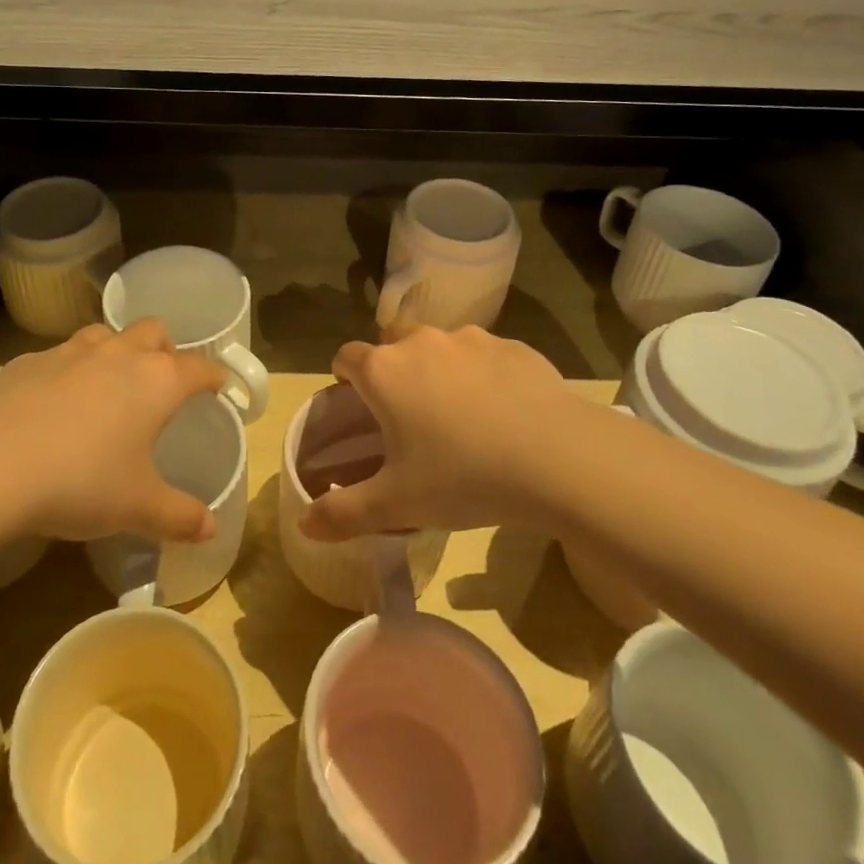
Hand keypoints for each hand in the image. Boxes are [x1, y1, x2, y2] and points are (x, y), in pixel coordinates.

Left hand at [0, 321, 229, 543]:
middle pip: (154, 331)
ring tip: (109, 385)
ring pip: (106, 334)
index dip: (215, 376)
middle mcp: (119, 354)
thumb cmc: (82, 482)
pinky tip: (54, 403)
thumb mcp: (137, 508)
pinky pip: (59, 355)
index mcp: (157, 381)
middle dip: (165, 349)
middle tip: (160, 381)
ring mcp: (71, 351)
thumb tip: (211, 529)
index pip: (200, 367)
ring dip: (116, 351)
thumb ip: (179, 516)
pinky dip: (68, 370)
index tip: (220, 386)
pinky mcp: (28, 360)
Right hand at [303, 325, 604, 540]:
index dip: (345, 378)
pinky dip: (484, 374)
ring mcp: (470, 339)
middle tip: (408, 413)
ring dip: (438, 368)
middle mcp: (422, 342)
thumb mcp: (397, 504)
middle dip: (392, 367)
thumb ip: (344, 513)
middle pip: (391, 341)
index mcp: (385, 371)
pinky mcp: (513, 346)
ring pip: (440, 345)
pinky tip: (503, 412)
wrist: (558, 458)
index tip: (357, 404)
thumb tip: (305, 525)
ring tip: (459, 414)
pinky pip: (485, 355)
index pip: (346, 356)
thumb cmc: (463, 477)